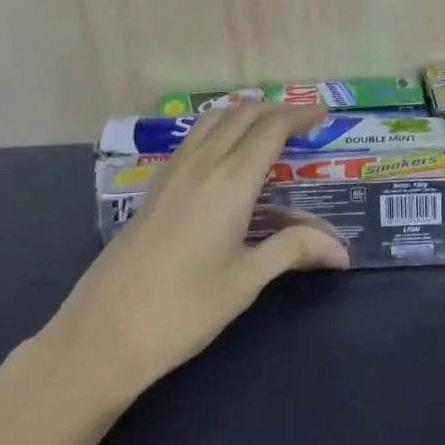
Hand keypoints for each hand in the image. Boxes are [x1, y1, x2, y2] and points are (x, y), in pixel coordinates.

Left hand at [47, 104, 349, 401]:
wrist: (103, 334)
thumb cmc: (184, 309)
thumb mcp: (246, 280)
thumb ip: (293, 251)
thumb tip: (342, 251)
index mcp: (230, 181)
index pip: (271, 129)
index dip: (299, 116)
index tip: (323, 116)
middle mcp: (200, 164)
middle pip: (241, 115)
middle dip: (274, 110)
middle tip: (302, 122)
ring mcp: (171, 173)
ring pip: (212, 121)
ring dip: (243, 115)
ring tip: (267, 129)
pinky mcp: (153, 189)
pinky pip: (193, 140)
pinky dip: (218, 130)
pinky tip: (224, 156)